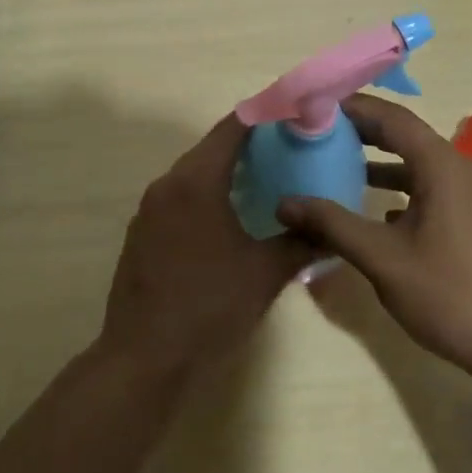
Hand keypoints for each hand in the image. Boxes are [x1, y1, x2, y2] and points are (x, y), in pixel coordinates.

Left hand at [100, 114, 313, 378]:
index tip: (291, 113)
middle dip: (247, 146)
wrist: (144, 359)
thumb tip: (330, 229)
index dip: (262, 116)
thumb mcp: (265, 274)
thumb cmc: (209, 307)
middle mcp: (167, 185)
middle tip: (286, 151)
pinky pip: (178, 199)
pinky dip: (204, 196)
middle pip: (210, 149)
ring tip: (263, 182)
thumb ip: (301, 243)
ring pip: (192, 175)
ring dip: (224, 173)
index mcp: (196, 181)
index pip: (231, 129)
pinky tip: (228, 220)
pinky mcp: (141, 234)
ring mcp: (149, 210)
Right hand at [276, 94, 471, 377]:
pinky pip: (433, 187)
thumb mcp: (382, 258)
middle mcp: (461, 169)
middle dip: (363, 131)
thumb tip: (284, 202)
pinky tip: (380, 211)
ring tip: (340, 166)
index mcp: (442, 166)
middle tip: (320, 132)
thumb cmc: (450, 295)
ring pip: (420, 163)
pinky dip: (403, 187)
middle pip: (406, 135)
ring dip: (382, 161)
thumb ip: (332, 224)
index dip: (353, 107)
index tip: (315, 108)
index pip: (392, 117)